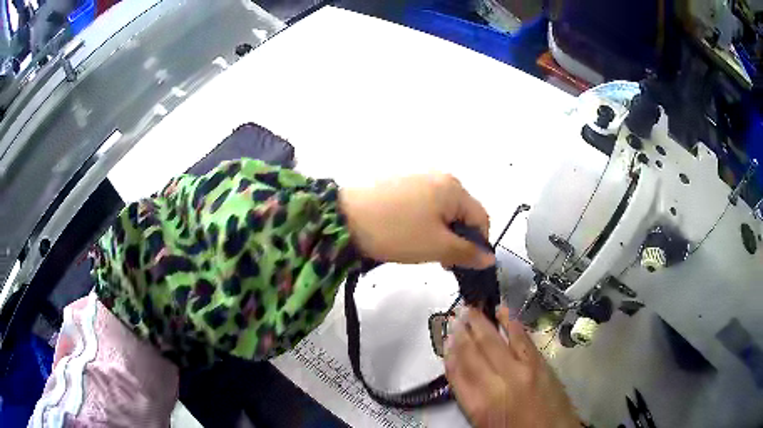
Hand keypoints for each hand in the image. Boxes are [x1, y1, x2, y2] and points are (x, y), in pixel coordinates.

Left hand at [339, 173, 493, 268]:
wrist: (343, 216)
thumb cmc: (396, 231)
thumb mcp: (436, 246)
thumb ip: (466, 253)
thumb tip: (489, 258)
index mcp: (454, 188)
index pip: (482, 219)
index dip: (477, 245)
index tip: (460, 265)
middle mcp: (441, 176)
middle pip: (462, 213)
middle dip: (456, 239)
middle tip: (439, 259)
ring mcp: (419, 177)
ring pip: (442, 211)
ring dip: (440, 233)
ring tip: (420, 248)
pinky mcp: (401, 183)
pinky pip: (424, 205)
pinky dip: (424, 222)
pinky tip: (406, 234)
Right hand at [444, 307, 580, 427]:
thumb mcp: (483, 422)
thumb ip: (471, 396)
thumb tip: (462, 369)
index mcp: (480, 404)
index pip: (459, 373)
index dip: (451, 353)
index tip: (446, 337)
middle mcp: (498, 384)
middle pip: (476, 352)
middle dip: (464, 332)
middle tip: (457, 313)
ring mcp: (522, 371)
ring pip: (497, 342)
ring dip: (484, 324)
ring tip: (473, 309)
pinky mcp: (541, 364)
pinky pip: (523, 340)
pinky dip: (512, 324)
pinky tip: (505, 313)